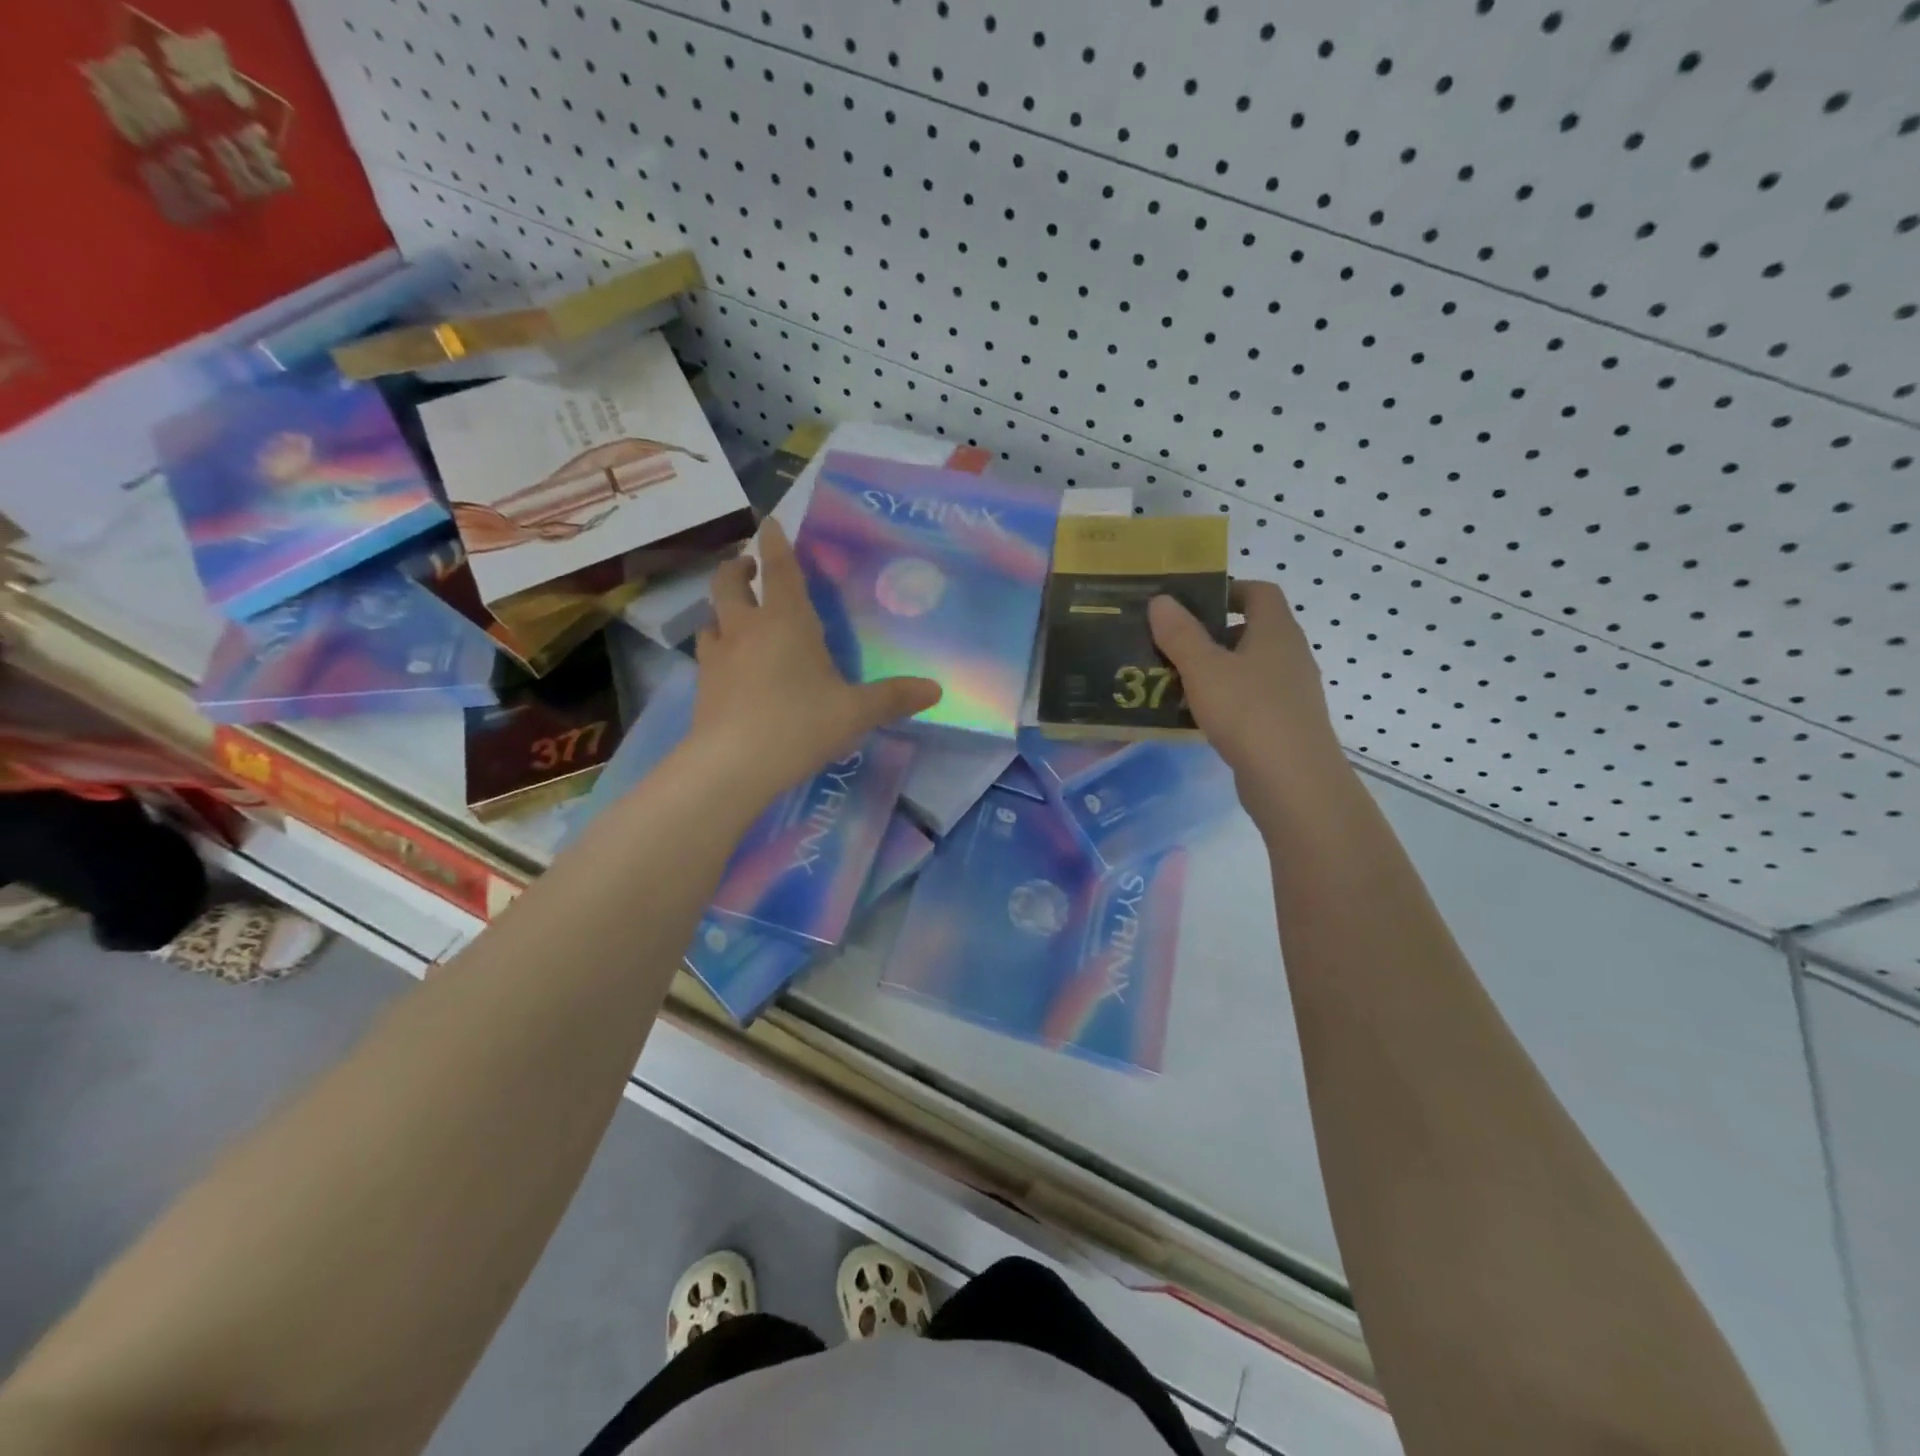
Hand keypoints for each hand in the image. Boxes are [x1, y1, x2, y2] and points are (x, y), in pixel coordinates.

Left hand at [690, 518, 940, 799]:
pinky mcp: (703, 684)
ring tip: (737, 615)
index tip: (769, 522)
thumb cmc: (799, 724)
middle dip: (738, 568)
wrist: (732, 765)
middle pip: (729, 583)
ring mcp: (719, 655)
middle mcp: (747, 628)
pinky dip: (718, 645)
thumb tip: (936, 690)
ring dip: (724, 607)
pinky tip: (729, 663)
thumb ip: (893, 698)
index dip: (776, 543)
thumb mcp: (855, 713)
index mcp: (786, 621)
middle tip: (749, 567)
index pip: (780, 570)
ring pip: (713, 616)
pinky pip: (708, 651)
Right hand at [1149, 581, 1348, 809]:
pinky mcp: (1284, 723)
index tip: (1192, 602)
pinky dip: (1224, 699)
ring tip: (1174, 680)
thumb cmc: (1248, 712)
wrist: (1293, 781)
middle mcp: (1290, 655)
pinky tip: (1196, 716)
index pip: (1259, 592)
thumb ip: (1180, 634)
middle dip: (1211, 634)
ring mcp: (1290, 692)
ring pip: (1248, 668)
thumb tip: (1161, 600)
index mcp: (1276, 631)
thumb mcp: (1204, 669)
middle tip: (1171, 643)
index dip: (1228, 589)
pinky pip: (1249, 699)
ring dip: (1214, 669)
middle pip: (1251, 630)